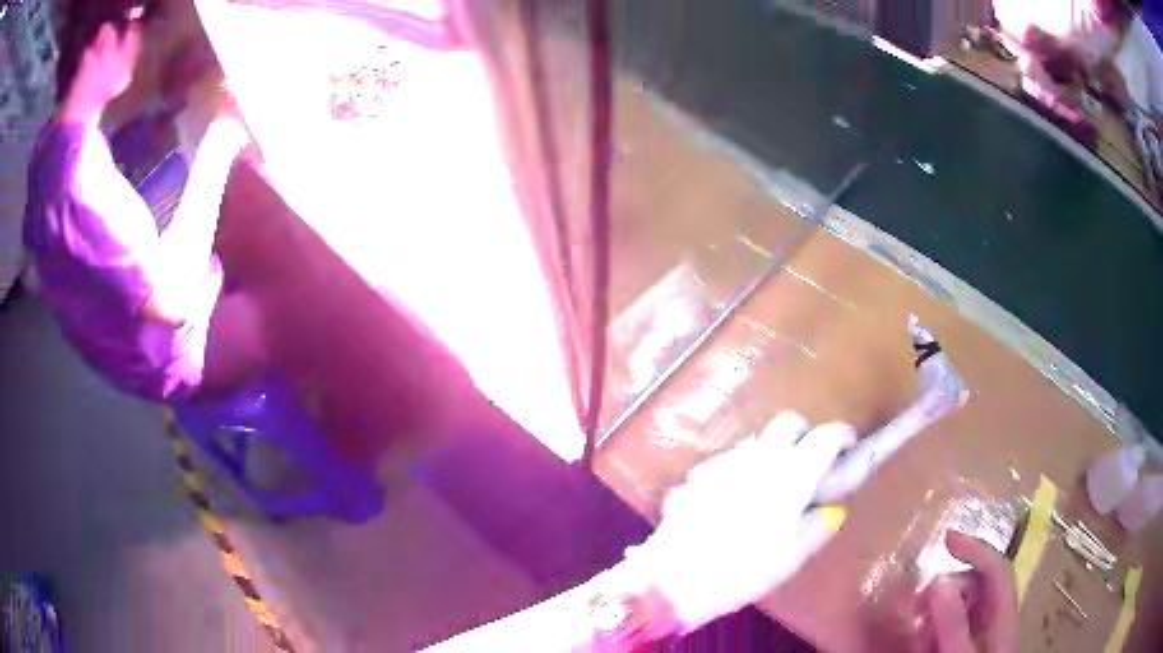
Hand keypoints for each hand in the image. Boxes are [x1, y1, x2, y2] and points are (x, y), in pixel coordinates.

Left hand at [623, 412, 855, 632]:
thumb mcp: (794, 554)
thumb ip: (819, 525)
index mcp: (793, 472)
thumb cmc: (746, 569)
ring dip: (770, 453)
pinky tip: (732, 500)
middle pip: (788, 422)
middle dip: (804, 434)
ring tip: (769, 487)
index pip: (825, 436)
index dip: (842, 436)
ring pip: (755, 441)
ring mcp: (724, 462)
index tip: (849, 446)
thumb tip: (831, 509)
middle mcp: (760, 456)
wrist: (676, 576)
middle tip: (809, 461)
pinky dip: (739, 471)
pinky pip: (727, 462)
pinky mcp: (697, 474)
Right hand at [924, 531, 1017, 652]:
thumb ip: (953, 625)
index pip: (996, 569)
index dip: (976, 548)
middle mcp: (996, 620)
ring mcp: (983, 635)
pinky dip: (934, 630)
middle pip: (977, 586)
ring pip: (962, 607)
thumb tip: (939, 580)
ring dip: (937, 612)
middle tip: (915, 606)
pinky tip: (920, 643)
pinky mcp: (969, 647)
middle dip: (947, 589)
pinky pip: (952, 628)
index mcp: (1003, 617)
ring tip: (915, 633)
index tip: (945, 538)